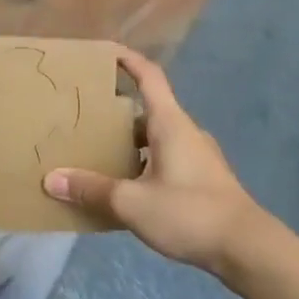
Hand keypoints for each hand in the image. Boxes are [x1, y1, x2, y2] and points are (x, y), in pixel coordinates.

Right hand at [42, 46, 266, 273]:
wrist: (246, 247)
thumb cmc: (189, 212)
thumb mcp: (132, 203)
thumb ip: (92, 189)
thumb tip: (51, 179)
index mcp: (170, 123)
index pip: (149, 77)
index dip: (128, 60)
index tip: (105, 51)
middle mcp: (185, 131)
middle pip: (148, 111)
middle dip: (117, 113)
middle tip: (85, 119)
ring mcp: (198, 156)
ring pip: (156, 139)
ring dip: (130, 144)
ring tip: (98, 157)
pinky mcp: (203, 179)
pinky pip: (166, 160)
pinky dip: (143, 165)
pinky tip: (127, 189)